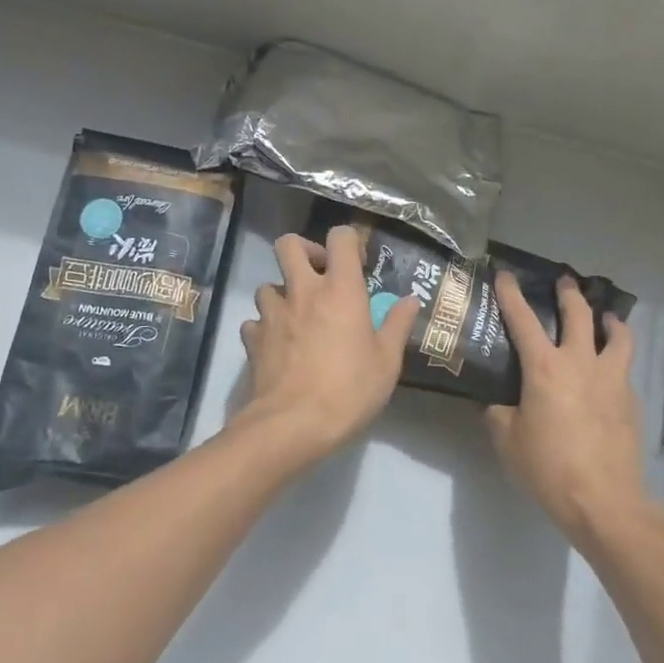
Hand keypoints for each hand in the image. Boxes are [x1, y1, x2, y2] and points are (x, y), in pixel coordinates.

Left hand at [237, 227, 419, 463]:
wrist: (293, 424)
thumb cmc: (349, 390)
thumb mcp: (386, 362)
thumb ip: (397, 325)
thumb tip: (410, 300)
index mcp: (340, 290)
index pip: (339, 238)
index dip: (348, 242)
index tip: (357, 265)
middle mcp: (302, 291)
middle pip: (288, 244)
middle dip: (304, 251)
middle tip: (319, 276)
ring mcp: (273, 313)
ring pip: (268, 284)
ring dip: (282, 293)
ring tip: (297, 316)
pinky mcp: (253, 339)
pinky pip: (255, 321)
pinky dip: (265, 327)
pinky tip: (278, 345)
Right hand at [486, 273, 647, 547]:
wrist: (604, 501)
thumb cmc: (548, 468)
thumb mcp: (508, 441)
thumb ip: (498, 413)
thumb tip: (496, 402)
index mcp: (545, 368)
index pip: (523, 320)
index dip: (511, 294)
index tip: (506, 274)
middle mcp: (580, 363)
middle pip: (579, 314)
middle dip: (569, 293)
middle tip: (564, 281)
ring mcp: (612, 379)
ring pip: (617, 336)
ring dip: (609, 320)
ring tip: (606, 318)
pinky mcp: (631, 400)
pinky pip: (623, 369)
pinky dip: (615, 360)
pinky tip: (608, 375)